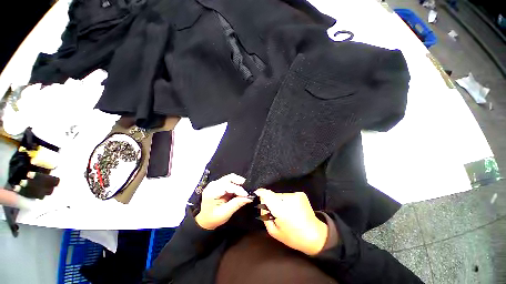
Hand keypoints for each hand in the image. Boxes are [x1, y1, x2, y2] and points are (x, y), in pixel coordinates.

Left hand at [195, 174, 251, 229]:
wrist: (204, 220)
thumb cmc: (212, 219)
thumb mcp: (225, 213)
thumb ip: (236, 204)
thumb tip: (249, 198)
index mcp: (212, 192)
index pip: (228, 186)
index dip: (239, 189)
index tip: (247, 195)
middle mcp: (213, 184)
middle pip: (229, 178)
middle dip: (240, 182)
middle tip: (247, 190)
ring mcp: (216, 183)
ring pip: (231, 178)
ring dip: (239, 183)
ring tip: (244, 191)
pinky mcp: (219, 184)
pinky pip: (230, 181)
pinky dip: (236, 185)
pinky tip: (240, 191)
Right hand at [254, 188, 327, 255]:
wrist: (315, 235)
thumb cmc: (292, 236)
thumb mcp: (273, 231)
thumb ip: (264, 215)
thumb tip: (261, 202)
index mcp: (280, 209)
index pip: (266, 194)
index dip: (261, 193)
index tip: (257, 193)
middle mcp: (288, 199)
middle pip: (273, 195)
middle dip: (271, 201)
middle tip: (275, 211)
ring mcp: (295, 195)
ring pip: (280, 195)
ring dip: (279, 201)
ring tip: (285, 211)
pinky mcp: (300, 194)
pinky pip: (288, 195)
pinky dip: (287, 200)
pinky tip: (292, 209)